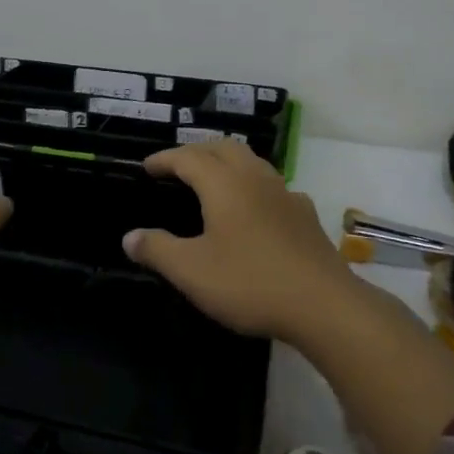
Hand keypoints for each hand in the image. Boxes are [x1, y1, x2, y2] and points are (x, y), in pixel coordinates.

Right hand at [122, 137, 353, 341]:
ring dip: (227, 162)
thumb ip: (157, 250)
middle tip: (177, 167)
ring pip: (251, 162)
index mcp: (224, 184)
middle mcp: (255, 178)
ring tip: (212, 179)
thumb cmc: (250, 283)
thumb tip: (129, 236)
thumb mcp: (192, 271)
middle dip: (196, 151)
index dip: (165, 159)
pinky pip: (272, 186)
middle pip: (223, 148)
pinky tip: (254, 208)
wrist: (324, 305)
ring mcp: (285, 194)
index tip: (146, 167)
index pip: (188, 157)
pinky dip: (253, 185)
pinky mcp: (305, 215)